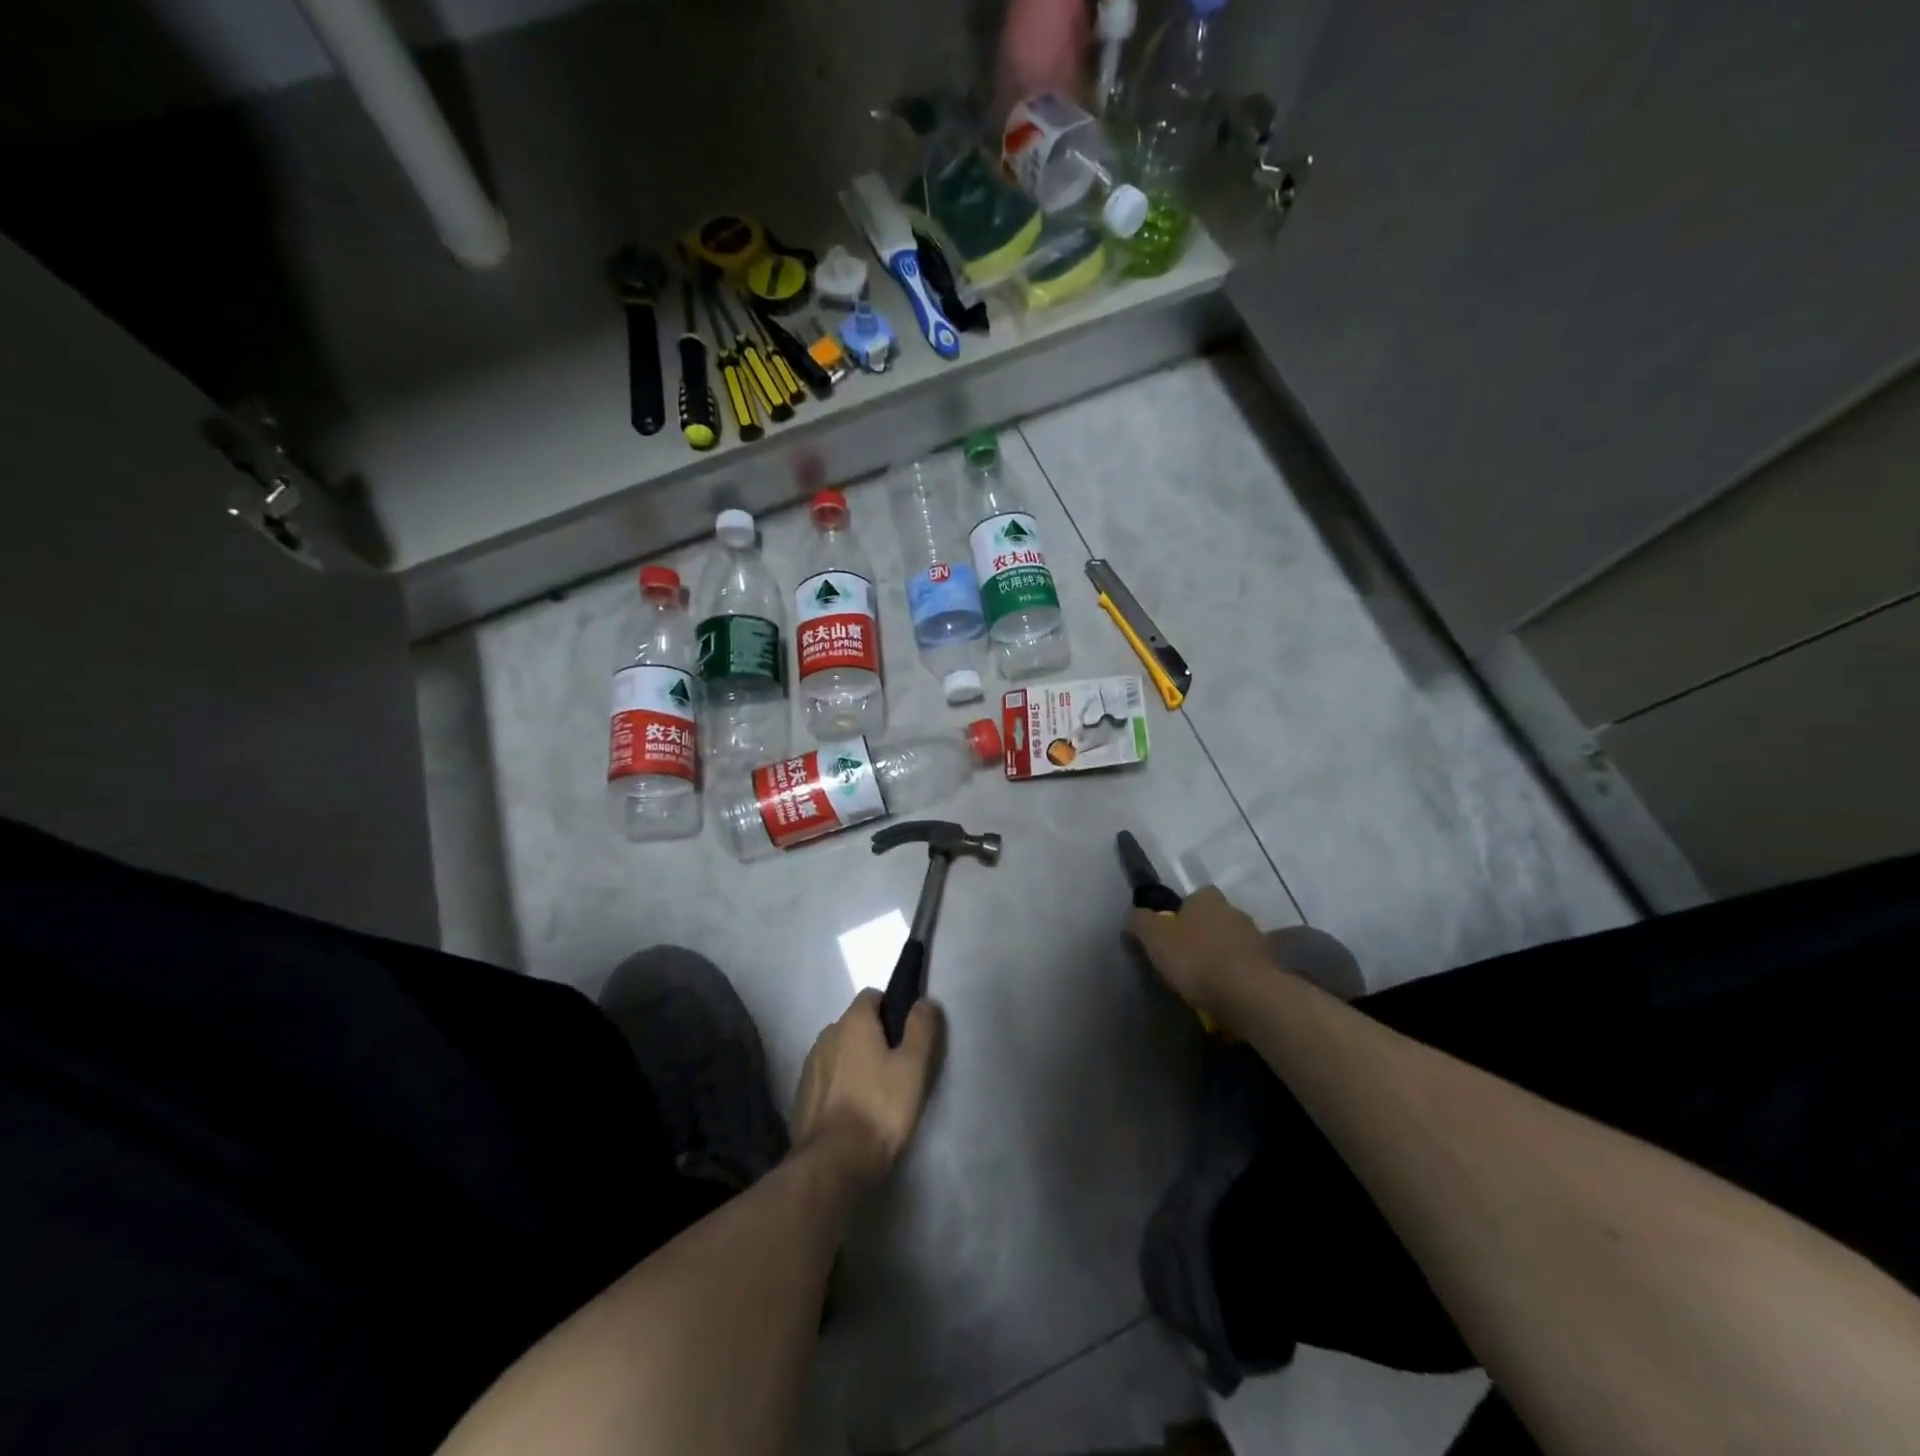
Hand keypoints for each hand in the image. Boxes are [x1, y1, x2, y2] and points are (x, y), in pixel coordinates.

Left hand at [791, 990, 942, 1188]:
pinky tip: (853, 1109)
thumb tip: (923, 1002)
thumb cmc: (879, 1107)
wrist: (833, 1162)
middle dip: (873, 1036)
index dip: (891, 1009)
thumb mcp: (913, 1066)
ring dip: (854, 1061)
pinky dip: (839, 1084)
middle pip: (855, 1024)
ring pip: (839, 1051)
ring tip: (875, 1091)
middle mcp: (827, 1034)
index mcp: (853, 1021)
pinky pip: (827, 1077)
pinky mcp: (802, 1094)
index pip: (872, 996)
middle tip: (895, 1066)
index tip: (906, 1035)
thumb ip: (921, 1028)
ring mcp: (811, 1065)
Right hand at [1128, 886, 1267, 1026]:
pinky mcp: (1270, 967)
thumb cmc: (1197, 959)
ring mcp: (1257, 939)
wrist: (1249, 995)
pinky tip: (1225, 992)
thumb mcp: (1155, 939)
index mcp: (1208, 899)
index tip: (1172, 931)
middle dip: (1203, 932)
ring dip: (1222, 954)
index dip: (1183, 911)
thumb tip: (1133, 915)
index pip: (1196, 895)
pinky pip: (1247, 966)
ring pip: (1233, 942)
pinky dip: (1236, 975)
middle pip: (1216, 917)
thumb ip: (1140, 922)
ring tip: (1205, 979)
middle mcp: (1235, 912)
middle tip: (1186, 956)